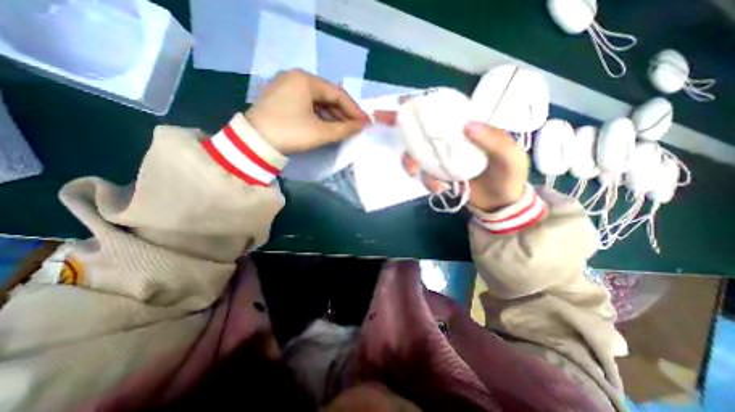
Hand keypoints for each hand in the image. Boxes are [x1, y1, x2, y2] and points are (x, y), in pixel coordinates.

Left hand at [246, 70, 371, 153]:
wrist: (254, 143)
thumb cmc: (290, 132)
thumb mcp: (320, 132)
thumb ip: (344, 129)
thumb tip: (361, 126)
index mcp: (305, 80)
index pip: (337, 94)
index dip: (353, 109)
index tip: (365, 122)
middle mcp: (295, 78)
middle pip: (327, 96)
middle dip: (343, 113)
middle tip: (355, 127)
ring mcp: (287, 87)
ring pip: (317, 101)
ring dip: (332, 116)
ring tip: (344, 129)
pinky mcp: (281, 99)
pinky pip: (307, 105)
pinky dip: (319, 116)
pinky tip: (327, 126)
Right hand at [379, 110, 528, 211]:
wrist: (500, 203)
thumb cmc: (508, 176)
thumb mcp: (510, 156)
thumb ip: (494, 140)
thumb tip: (467, 125)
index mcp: (466, 128)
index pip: (442, 111)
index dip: (421, 105)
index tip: (400, 102)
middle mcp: (449, 140)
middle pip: (421, 130)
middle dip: (400, 128)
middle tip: (378, 122)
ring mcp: (441, 158)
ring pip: (417, 154)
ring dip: (413, 163)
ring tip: (420, 176)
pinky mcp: (438, 174)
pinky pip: (425, 174)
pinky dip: (427, 182)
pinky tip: (440, 189)